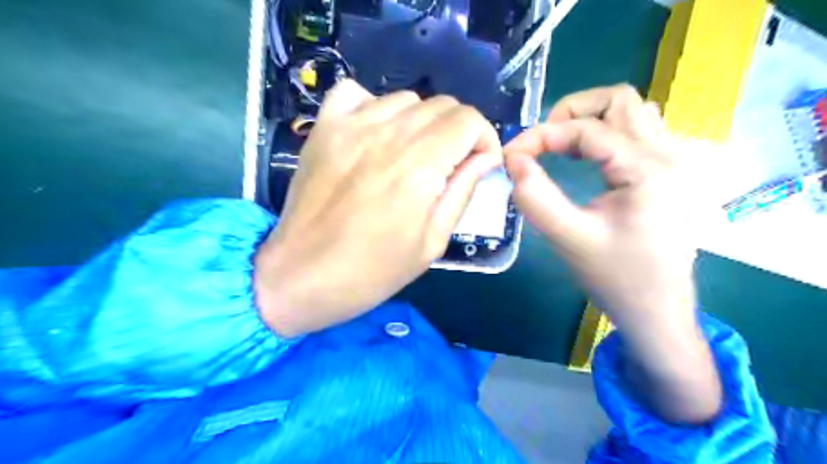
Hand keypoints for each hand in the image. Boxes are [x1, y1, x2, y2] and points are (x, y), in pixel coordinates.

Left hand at [253, 79, 496, 335]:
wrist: (302, 275)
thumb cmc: (372, 270)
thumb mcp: (431, 242)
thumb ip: (462, 192)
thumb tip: (485, 158)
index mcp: (418, 166)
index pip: (468, 120)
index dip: (484, 139)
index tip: (479, 164)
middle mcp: (387, 135)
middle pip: (442, 105)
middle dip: (459, 132)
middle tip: (451, 165)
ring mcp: (350, 126)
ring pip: (406, 98)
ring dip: (422, 122)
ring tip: (413, 154)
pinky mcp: (324, 129)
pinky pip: (356, 93)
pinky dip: (375, 106)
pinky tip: (376, 134)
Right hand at [505, 84, 718, 424]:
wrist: (658, 312)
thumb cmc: (617, 279)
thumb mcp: (570, 239)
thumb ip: (536, 198)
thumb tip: (513, 161)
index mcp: (647, 169)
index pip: (587, 129)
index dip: (542, 135)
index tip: (511, 155)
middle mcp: (667, 154)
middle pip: (619, 100)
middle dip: (572, 112)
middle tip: (543, 142)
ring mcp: (672, 163)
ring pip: (631, 112)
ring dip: (591, 120)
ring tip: (561, 148)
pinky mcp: (665, 175)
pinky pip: (636, 133)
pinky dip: (604, 135)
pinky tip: (584, 159)